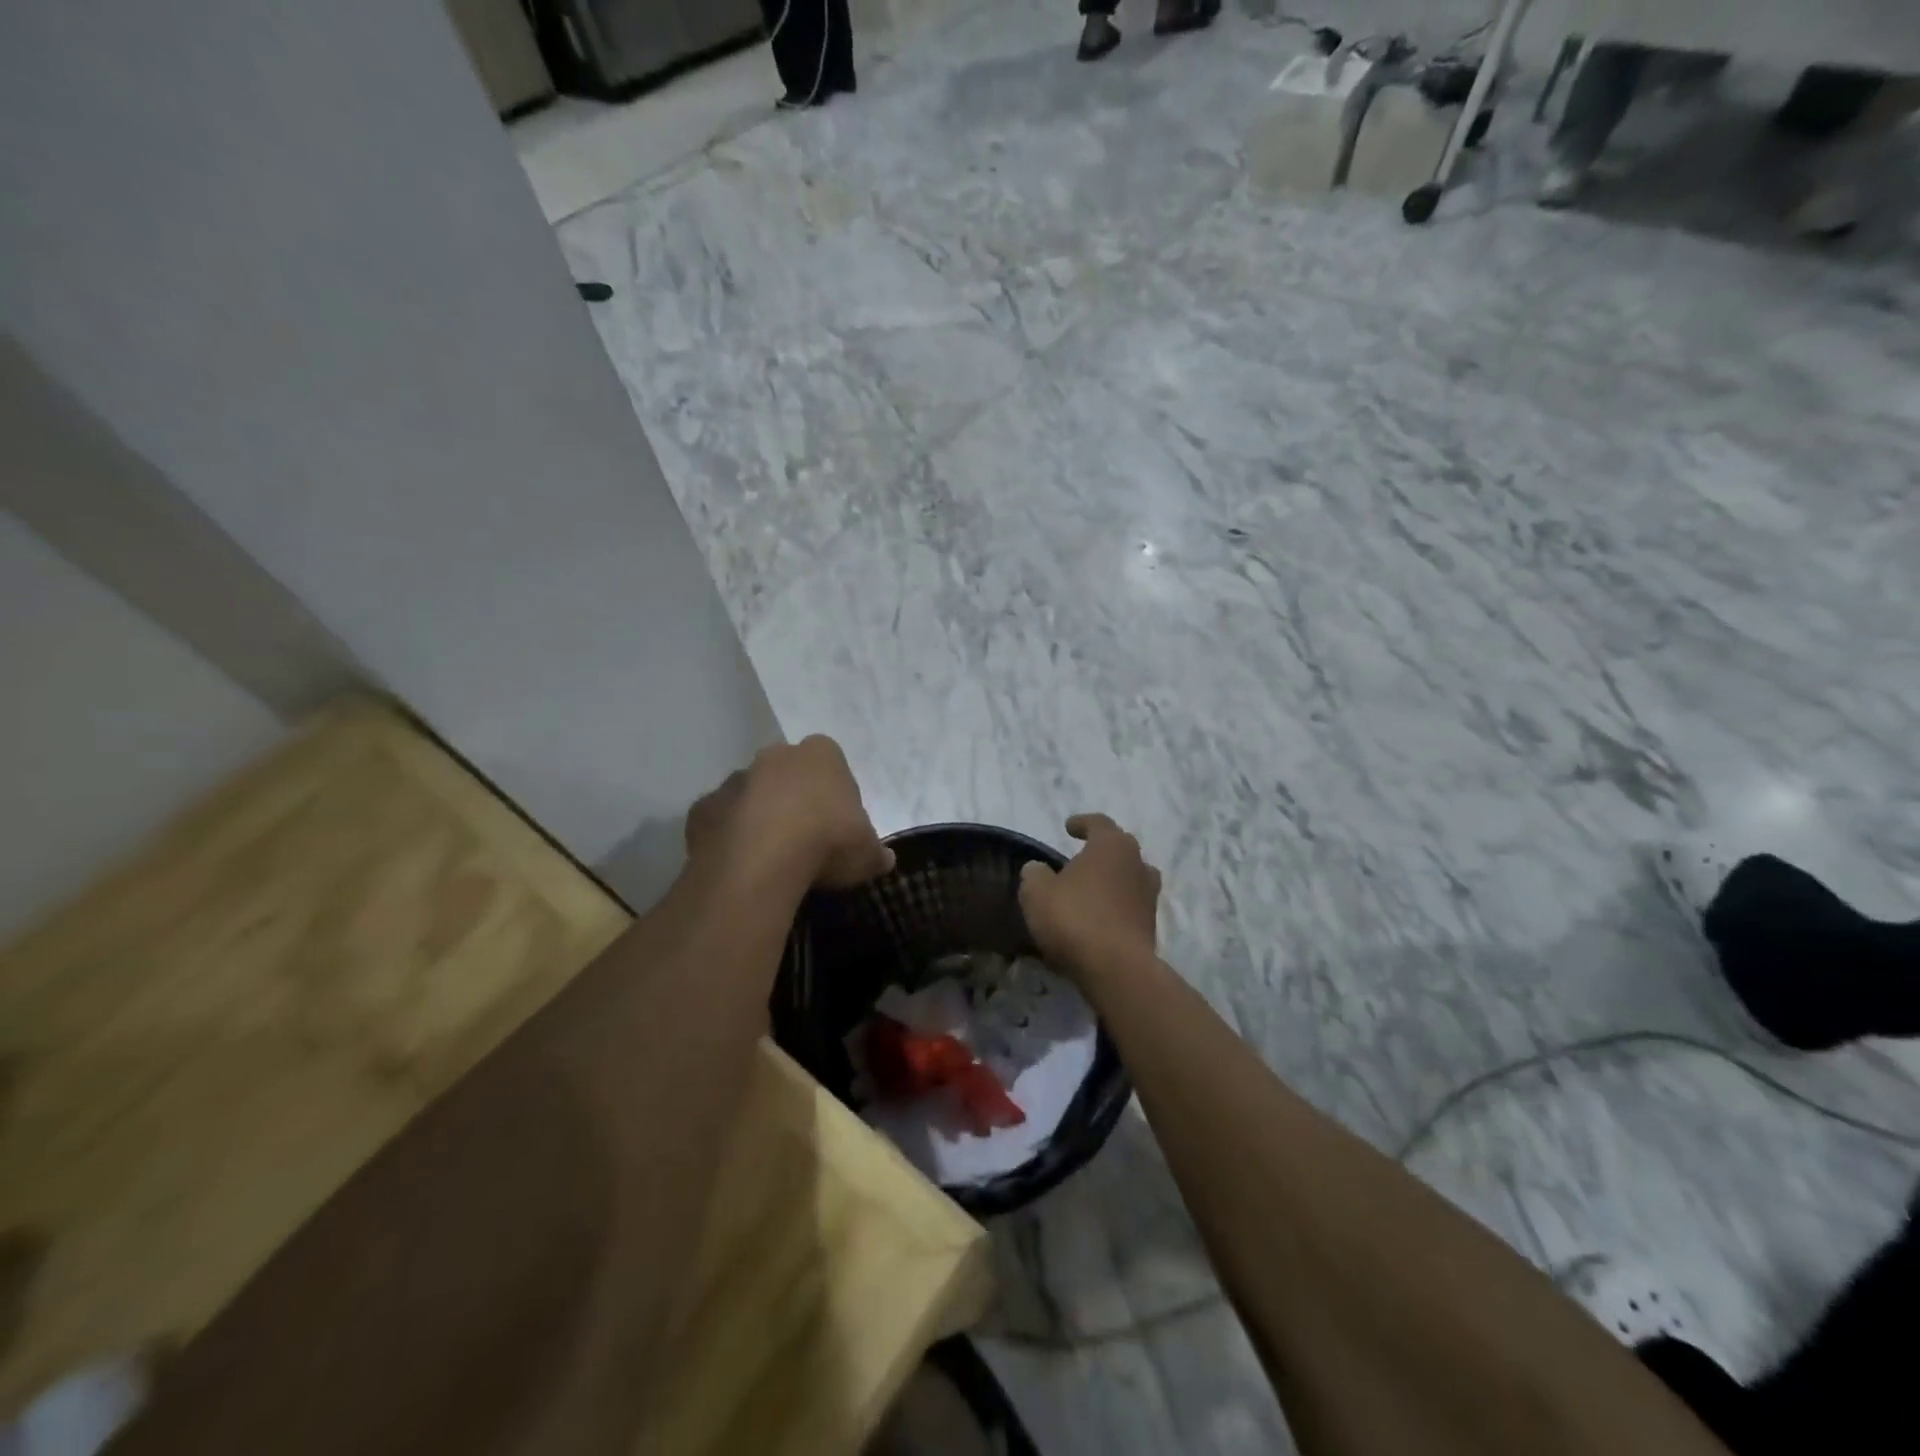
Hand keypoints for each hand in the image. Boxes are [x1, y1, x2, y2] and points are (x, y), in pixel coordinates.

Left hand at [685, 736, 893, 888]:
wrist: (760, 862)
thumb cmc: (827, 843)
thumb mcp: (867, 854)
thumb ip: (876, 852)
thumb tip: (885, 859)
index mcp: (821, 755)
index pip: (831, 764)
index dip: (834, 794)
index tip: (838, 826)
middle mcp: (775, 756)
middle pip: (787, 774)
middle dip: (793, 799)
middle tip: (803, 840)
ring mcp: (735, 780)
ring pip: (750, 794)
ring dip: (758, 816)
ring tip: (769, 858)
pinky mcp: (703, 808)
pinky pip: (721, 821)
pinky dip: (729, 837)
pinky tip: (740, 865)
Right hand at [1018, 814, 1160, 979]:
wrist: (1117, 969)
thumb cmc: (1075, 918)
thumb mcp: (1037, 892)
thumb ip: (1035, 874)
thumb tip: (1038, 869)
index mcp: (1112, 845)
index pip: (1099, 823)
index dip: (1082, 823)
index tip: (1068, 827)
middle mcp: (1137, 864)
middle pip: (1120, 849)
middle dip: (1100, 851)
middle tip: (1080, 859)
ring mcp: (1149, 896)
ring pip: (1130, 878)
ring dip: (1112, 880)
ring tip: (1091, 889)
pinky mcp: (1151, 926)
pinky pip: (1130, 906)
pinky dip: (1116, 907)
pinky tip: (1097, 918)